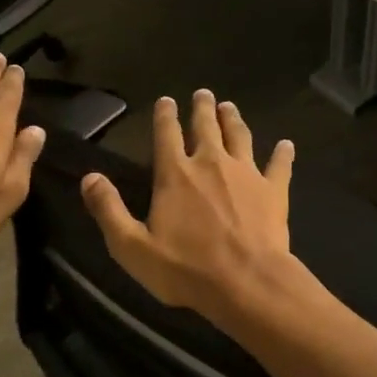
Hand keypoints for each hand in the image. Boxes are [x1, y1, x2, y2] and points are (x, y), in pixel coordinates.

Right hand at [81, 89, 295, 320]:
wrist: (246, 283)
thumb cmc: (186, 268)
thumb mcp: (132, 247)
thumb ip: (109, 210)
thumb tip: (89, 177)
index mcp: (175, 174)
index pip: (166, 134)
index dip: (165, 115)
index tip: (167, 99)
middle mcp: (211, 163)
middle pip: (206, 126)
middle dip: (203, 107)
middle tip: (204, 93)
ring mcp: (246, 174)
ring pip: (240, 136)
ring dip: (234, 120)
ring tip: (230, 107)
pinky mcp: (273, 190)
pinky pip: (279, 165)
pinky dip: (283, 154)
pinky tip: (287, 145)